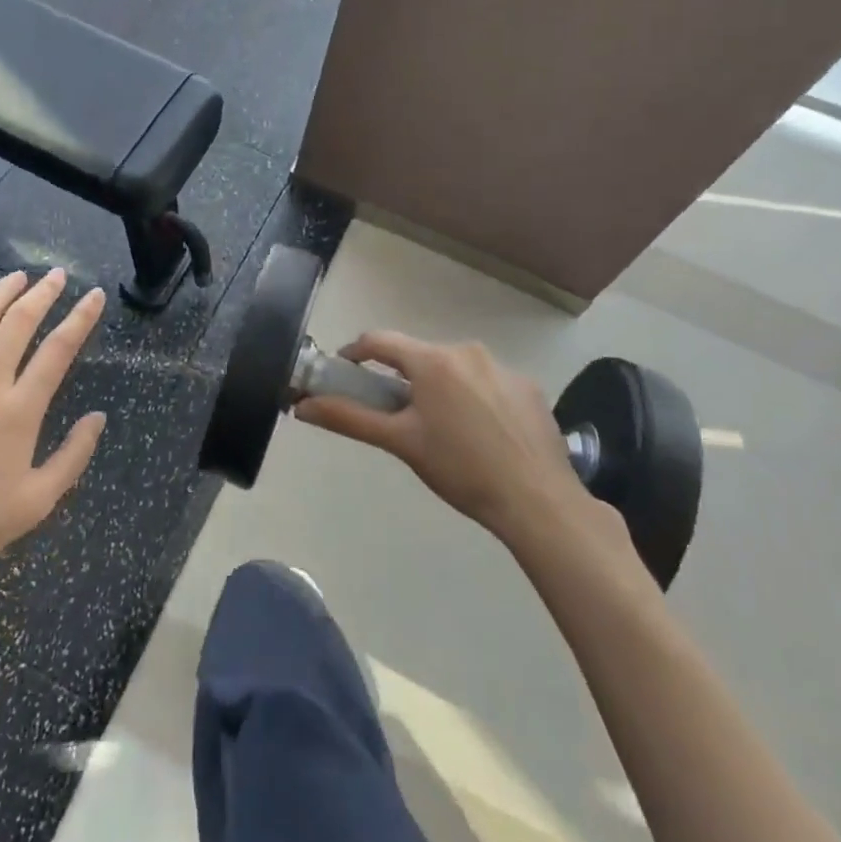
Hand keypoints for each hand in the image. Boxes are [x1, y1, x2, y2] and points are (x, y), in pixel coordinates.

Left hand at [0, 269, 106, 590]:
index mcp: (19, 410)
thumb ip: (74, 456)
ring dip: (0, 292)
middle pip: (19, 322)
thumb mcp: (37, 501)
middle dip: (43, 293)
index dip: (80, 318)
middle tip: (56, 275)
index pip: (58, 349)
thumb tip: (98, 417)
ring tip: (18, 276)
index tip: (94, 295)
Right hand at [295, 334, 615, 551]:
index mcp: (432, 360)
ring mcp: (503, 367)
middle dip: (402, 378)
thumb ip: (349, 418)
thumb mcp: (400, 443)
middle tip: (396, 415)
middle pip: (419, 356)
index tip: (344, 371)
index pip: (379, 341)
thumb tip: (303, 406)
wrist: (538, 500)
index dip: (355, 353)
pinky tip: (483, 435)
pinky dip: (475, 399)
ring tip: (443, 430)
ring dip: (440, 388)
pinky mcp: (529, 387)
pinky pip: (489, 383)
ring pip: (455, 369)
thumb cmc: (460, 469)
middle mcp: (467, 350)